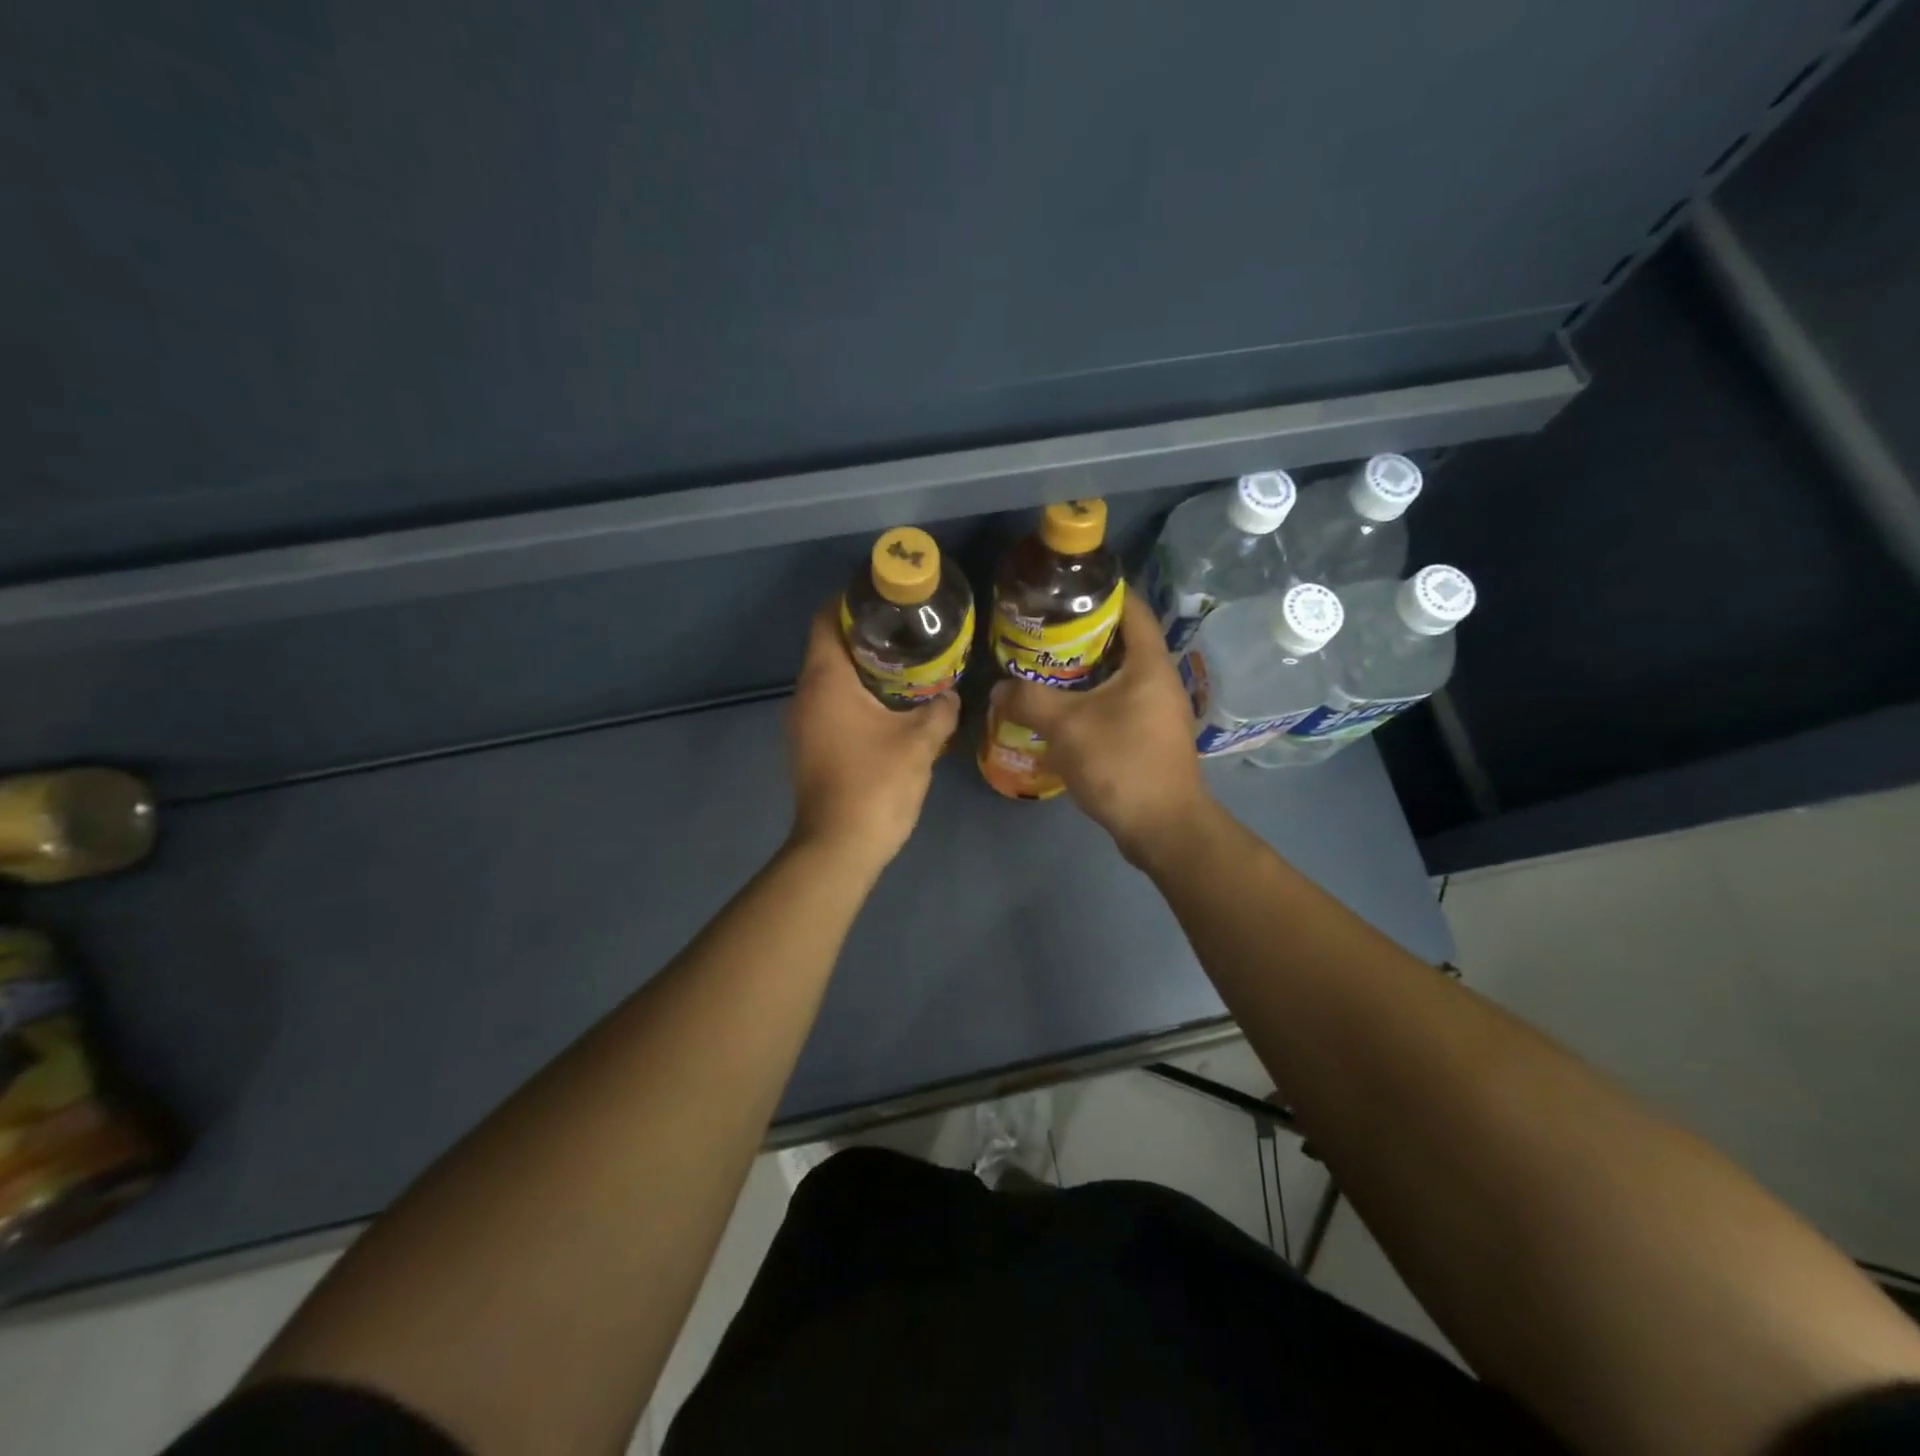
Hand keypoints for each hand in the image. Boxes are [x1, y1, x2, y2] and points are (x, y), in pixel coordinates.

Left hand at [786, 603, 959, 867]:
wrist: (839, 848)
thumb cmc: (876, 785)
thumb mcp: (920, 743)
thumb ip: (940, 711)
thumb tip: (951, 696)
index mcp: (826, 680)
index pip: (826, 619)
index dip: (851, 601)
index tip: (886, 597)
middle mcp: (805, 694)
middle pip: (830, 647)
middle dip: (867, 634)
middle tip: (910, 631)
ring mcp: (803, 723)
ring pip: (831, 678)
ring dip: (864, 668)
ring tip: (908, 665)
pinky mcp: (810, 746)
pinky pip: (831, 704)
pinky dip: (857, 696)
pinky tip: (892, 706)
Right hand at [991, 592, 1209, 865]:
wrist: (1163, 828)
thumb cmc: (1121, 764)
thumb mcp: (1067, 727)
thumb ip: (1028, 700)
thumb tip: (998, 687)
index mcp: (1149, 663)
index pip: (1131, 607)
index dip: (1099, 591)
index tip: (1061, 589)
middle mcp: (1159, 680)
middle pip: (1119, 641)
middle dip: (1079, 633)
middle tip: (1038, 631)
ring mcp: (1156, 710)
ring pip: (1115, 675)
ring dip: (1081, 671)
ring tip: (1040, 668)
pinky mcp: (1148, 736)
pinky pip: (1116, 703)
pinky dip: (1088, 700)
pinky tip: (1058, 711)